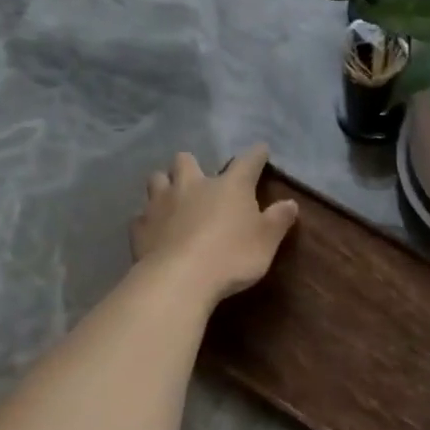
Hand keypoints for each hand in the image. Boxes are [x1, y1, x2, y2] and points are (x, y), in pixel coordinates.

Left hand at [130, 145, 298, 302]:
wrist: (180, 279)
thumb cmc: (232, 256)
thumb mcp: (267, 241)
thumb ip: (278, 220)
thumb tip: (290, 203)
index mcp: (229, 186)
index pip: (247, 162)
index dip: (256, 155)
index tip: (261, 150)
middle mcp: (192, 186)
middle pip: (186, 161)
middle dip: (192, 166)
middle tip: (199, 181)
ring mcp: (161, 203)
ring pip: (157, 179)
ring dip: (165, 185)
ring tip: (172, 199)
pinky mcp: (140, 226)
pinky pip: (142, 215)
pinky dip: (150, 220)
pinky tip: (156, 231)